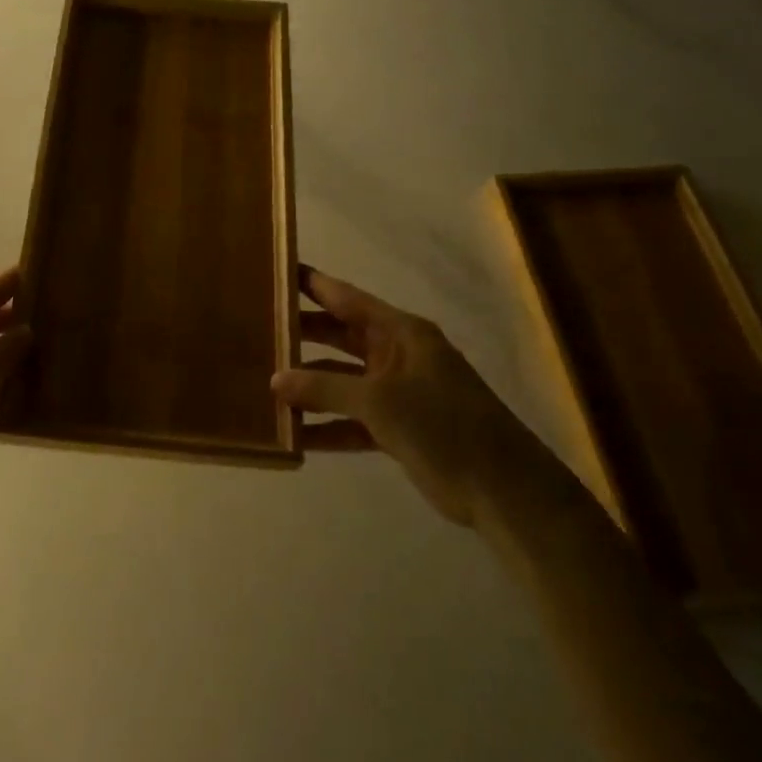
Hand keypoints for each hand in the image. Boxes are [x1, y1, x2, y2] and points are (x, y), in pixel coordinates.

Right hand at [272, 268, 545, 526]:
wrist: (503, 489)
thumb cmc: (443, 425)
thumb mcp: (379, 400)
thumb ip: (325, 387)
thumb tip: (274, 379)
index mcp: (401, 333)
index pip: (347, 299)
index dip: (313, 285)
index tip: (277, 272)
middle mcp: (397, 355)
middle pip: (341, 336)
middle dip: (303, 334)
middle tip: (258, 328)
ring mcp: (398, 392)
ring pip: (343, 380)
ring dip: (311, 385)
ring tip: (265, 384)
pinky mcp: (399, 428)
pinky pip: (353, 419)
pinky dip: (328, 426)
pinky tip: (295, 435)